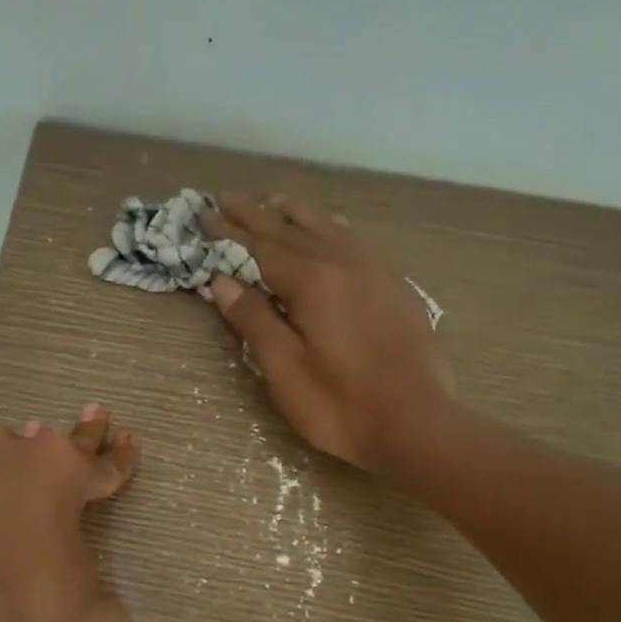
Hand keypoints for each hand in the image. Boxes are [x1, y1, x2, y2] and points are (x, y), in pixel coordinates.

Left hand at [0, 406, 140, 621]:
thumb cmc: (26, 595)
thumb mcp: (75, 602)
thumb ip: (103, 616)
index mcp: (65, 472)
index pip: (104, 464)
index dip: (120, 455)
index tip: (128, 437)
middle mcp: (17, 449)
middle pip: (52, 441)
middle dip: (79, 430)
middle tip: (94, 410)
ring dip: (4, 464)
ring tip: (0, 483)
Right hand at [200, 193, 453, 471]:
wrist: (417, 423)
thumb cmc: (341, 406)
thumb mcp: (286, 370)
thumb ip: (255, 321)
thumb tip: (222, 281)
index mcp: (312, 281)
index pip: (259, 248)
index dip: (228, 234)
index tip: (203, 214)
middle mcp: (344, 262)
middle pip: (291, 229)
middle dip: (255, 215)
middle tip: (226, 198)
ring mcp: (375, 270)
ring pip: (327, 227)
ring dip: (294, 213)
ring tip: (272, 201)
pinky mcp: (395, 286)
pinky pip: (355, 240)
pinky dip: (331, 227)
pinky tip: (330, 227)